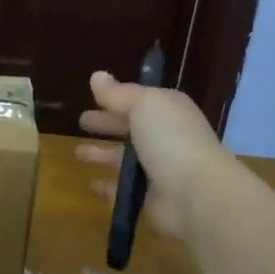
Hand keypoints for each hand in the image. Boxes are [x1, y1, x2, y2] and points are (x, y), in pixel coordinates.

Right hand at [75, 69, 234, 242]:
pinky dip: (108, 186)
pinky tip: (91, 184)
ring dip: (103, 154)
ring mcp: (159, 169)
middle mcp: (165, 137)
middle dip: (107, 124)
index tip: (91, 97)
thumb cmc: (170, 139)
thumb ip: (118, 93)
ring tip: (78, 154)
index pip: (138, 100)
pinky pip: (124, 189)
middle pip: (131, 127)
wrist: (196, 193)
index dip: (115, 98)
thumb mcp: (143, 105)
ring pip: (125, 158)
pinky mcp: (151, 197)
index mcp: (168, 110)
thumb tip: (97, 76)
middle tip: (81, 122)